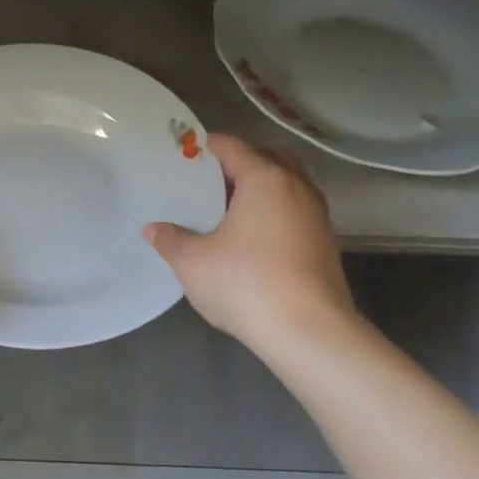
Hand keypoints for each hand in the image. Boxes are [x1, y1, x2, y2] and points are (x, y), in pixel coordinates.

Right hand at [145, 135, 358, 355]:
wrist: (309, 333)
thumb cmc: (246, 284)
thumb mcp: (193, 262)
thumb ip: (170, 240)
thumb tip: (153, 229)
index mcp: (265, 179)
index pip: (233, 147)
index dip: (206, 145)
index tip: (183, 153)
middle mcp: (296, 187)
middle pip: (267, 158)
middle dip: (239, 162)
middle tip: (208, 179)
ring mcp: (316, 215)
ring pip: (286, 185)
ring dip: (260, 187)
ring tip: (228, 208)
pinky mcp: (325, 243)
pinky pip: (295, 210)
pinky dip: (274, 211)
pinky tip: (252, 237)